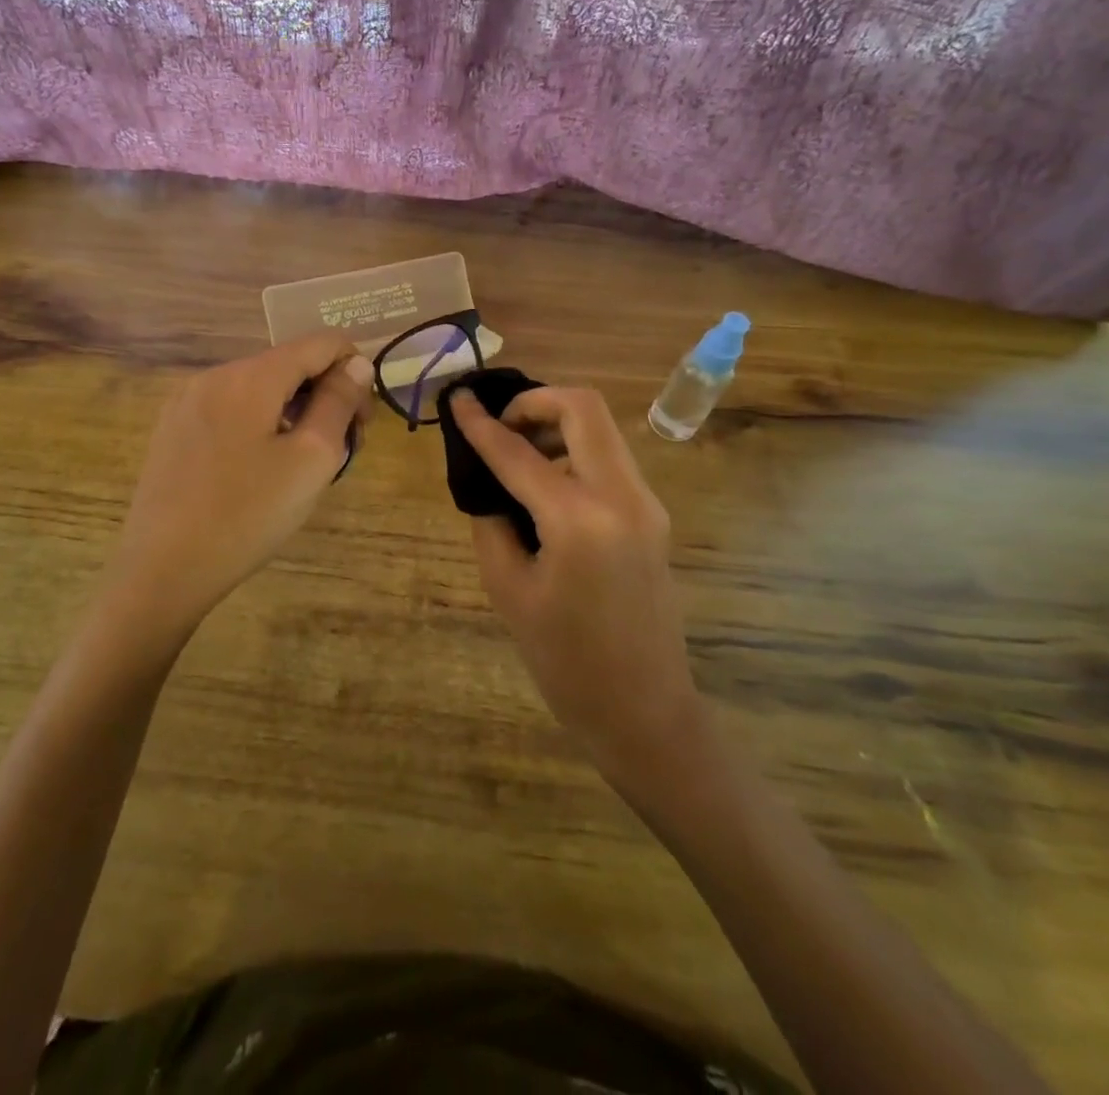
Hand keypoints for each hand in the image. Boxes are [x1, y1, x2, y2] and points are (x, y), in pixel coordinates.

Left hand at [103, 332, 372, 646]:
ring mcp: (186, 401)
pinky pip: (230, 408)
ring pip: (258, 387)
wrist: (163, 569)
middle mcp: (214, 375)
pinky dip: (259, 422)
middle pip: (287, 364)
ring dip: (292, 410)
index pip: (318, 342)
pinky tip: (261, 467)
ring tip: (303, 463)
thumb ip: (338, 403)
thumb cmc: (248, 515)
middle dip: (323, 394)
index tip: (364, 418)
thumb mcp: (311, 459)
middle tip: (342, 447)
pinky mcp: (172, 428)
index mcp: (250, 376)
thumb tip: (355, 365)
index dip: (353, 368)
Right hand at [449, 386, 699, 769]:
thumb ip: (492, 522)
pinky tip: (545, 483)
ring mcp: (645, 503)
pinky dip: (574, 451)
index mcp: (579, 519)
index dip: (480, 423)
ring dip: (556, 425)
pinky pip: (609, 459)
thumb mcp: (508, 590)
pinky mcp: (652, 515)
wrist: (644, 710)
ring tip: (518, 455)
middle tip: (499, 425)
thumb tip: (488, 482)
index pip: (518, 452)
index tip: (456, 399)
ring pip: (601, 429)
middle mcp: (621, 496)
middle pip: (582, 408)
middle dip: (534, 402)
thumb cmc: (565, 662)